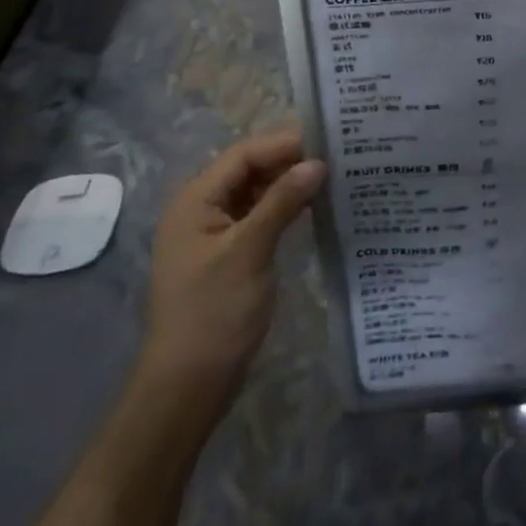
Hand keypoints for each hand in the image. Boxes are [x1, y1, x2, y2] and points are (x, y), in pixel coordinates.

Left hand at [138, 128, 325, 411]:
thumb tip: (318, 162)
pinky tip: (314, 206)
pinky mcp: (229, 254)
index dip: (284, 143)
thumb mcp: (250, 251)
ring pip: (256, 192)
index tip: (328, 139)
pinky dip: (284, 207)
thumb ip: (283, 201)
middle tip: (337, 154)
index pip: (244, 155)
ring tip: (333, 175)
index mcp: (195, 201)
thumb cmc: (214, 313)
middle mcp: (201, 209)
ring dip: (289, 183)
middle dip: (289, 160)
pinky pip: (259, 215)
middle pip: (249, 169)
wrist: (188, 386)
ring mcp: (214, 233)